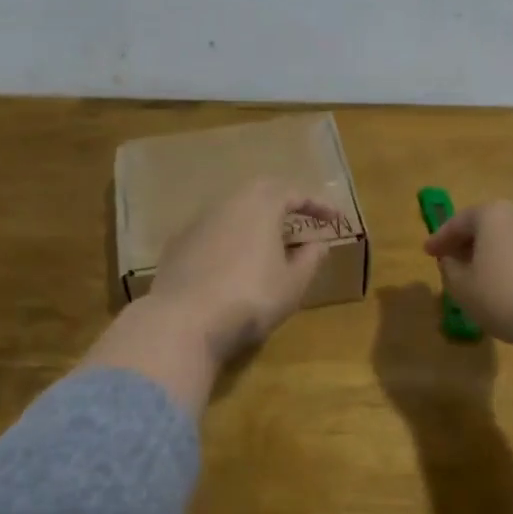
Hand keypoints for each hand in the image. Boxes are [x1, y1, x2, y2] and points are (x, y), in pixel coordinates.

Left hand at [152, 179, 338, 363]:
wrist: (183, 321)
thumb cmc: (251, 298)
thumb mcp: (293, 284)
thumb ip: (311, 258)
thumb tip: (319, 243)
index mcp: (261, 205)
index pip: (295, 193)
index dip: (318, 205)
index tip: (335, 220)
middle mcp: (228, 203)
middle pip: (260, 192)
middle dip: (283, 203)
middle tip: (300, 218)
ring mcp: (198, 222)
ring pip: (233, 210)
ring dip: (254, 220)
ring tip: (268, 242)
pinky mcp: (177, 244)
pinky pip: (213, 231)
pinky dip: (230, 238)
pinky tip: (233, 261)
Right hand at [422, 201, 512, 359]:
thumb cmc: (506, 298)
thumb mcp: (463, 288)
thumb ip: (450, 269)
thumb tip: (452, 259)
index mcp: (493, 214)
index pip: (459, 222)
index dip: (440, 238)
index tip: (428, 252)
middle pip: (489, 225)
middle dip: (470, 242)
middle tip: (455, 261)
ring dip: (497, 252)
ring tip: (486, 275)